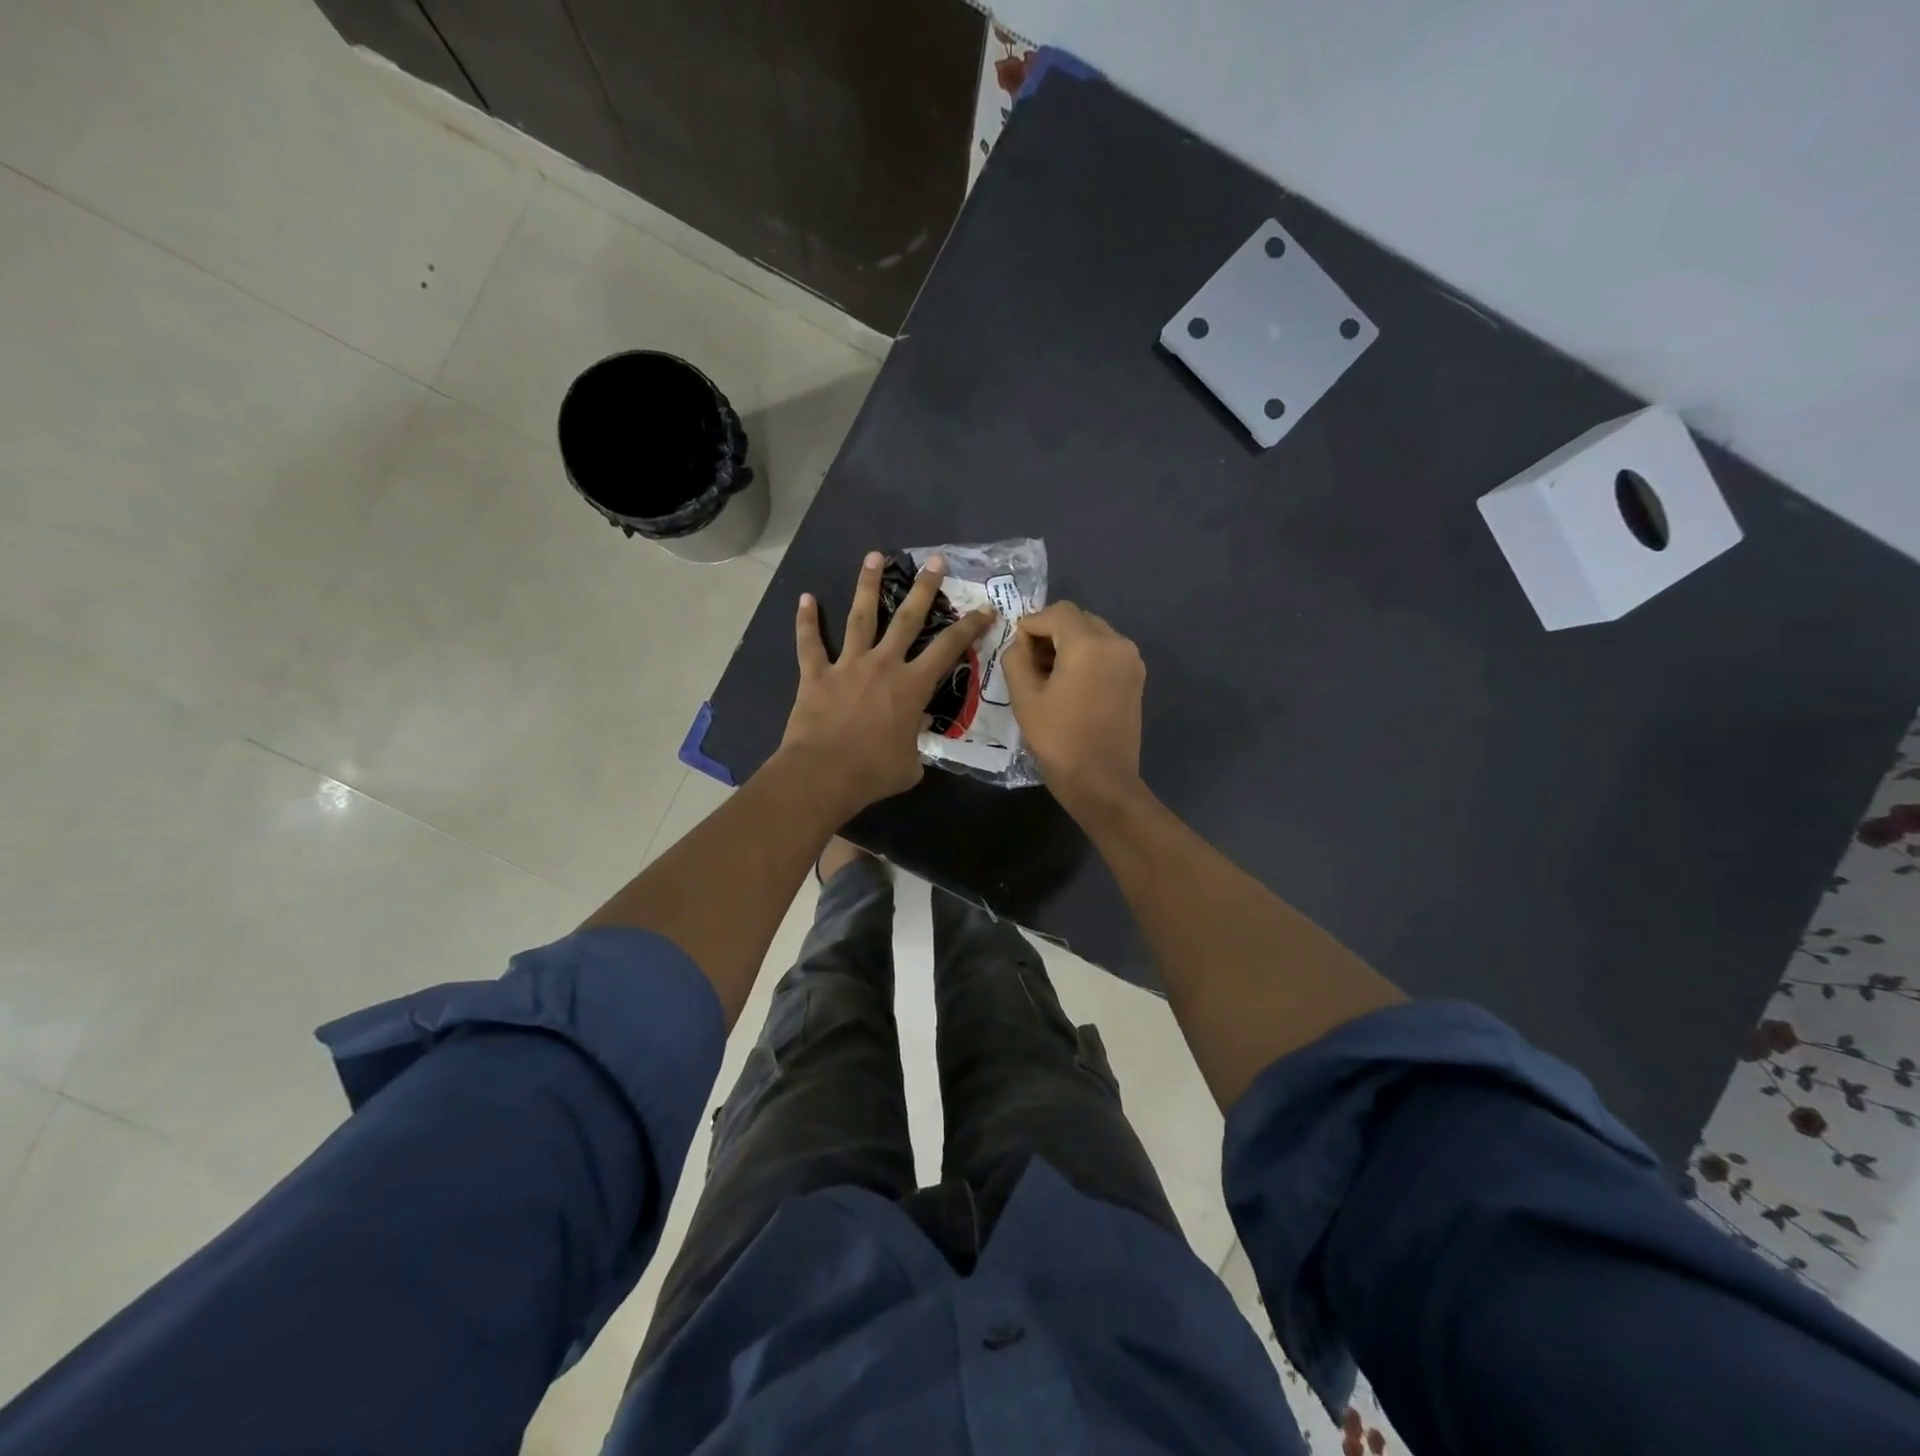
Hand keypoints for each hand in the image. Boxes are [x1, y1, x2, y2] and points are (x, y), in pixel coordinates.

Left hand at [779, 551, 995, 816]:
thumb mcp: (912, 763)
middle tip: (935, 561)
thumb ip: (917, 742)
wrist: (823, 774)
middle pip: (907, 618)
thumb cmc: (873, 773)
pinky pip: (810, 643)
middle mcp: (883, 665)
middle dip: (924, 588)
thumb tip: (915, 732)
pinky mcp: (816, 674)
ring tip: (874, 556)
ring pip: (861, 617)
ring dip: (868, 585)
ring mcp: (848, 665)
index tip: (985, 608)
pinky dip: (806, 621)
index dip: (970, 626)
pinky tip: (805, 598)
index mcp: (912, 686)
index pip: (949, 649)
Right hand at [1003, 602, 1147, 817]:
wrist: (1101, 781)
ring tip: (1048, 674)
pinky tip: (1070, 684)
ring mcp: (1131, 660)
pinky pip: (1107, 652)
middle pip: (1078, 619)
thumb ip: (1017, 658)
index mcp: (1089, 644)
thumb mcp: (1024, 697)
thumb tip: (1021, 641)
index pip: (1057, 612)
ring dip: (1069, 644)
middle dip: (1051, 632)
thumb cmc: (1058, 740)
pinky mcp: (1136, 678)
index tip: (1016, 648)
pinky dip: (1087, 657)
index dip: (1032, 624)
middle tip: (1029, 661)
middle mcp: (1117, 643)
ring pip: (1094, 634)